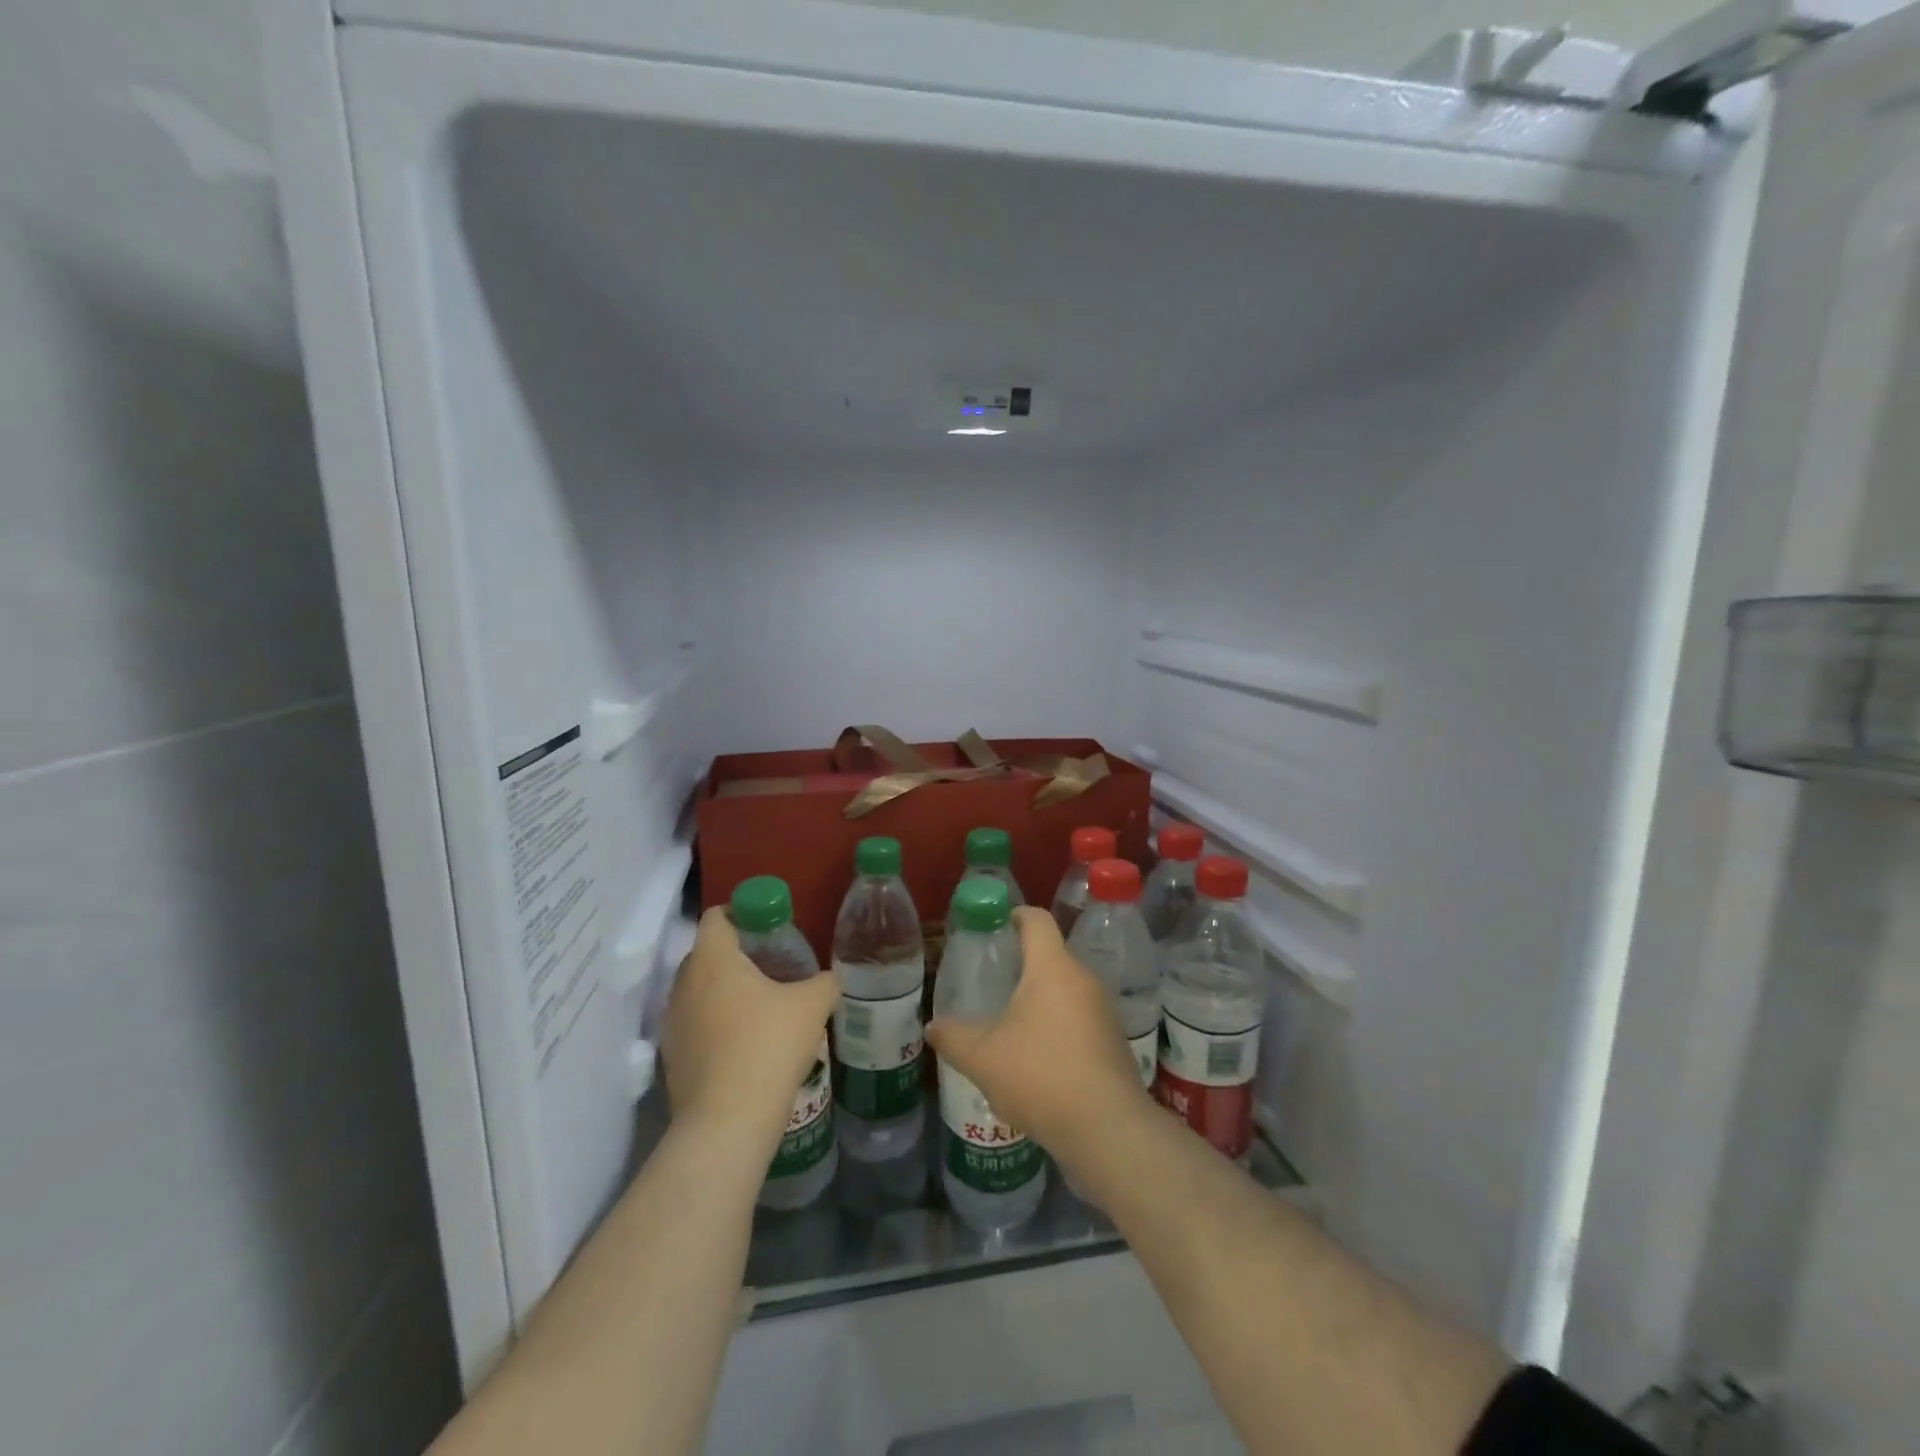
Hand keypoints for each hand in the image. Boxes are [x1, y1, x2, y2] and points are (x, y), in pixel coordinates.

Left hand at [663, 909, 838, 1152]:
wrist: (727, 1122)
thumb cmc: (768, 1046)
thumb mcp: (813, 1005)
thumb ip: (824, 981)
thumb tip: (827, 979)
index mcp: (713, 959)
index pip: (716, 916)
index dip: (742, 914)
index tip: (769, 928)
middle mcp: (684, 983)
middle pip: (706, 953)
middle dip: (737, 955)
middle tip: (772, 967)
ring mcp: (673, 1022)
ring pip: (699, 991)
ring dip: (725, 992)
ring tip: (762, 1008)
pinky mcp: (672, 1057)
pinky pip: (695, 1024)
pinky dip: (716, 1024)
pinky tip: (746, 1044)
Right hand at [926, 907, 1147, 1156]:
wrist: (1107, 1130)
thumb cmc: (1040, 1076)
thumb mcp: (982, 1057)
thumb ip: (952, 1037)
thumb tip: (932, 1026)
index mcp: (1053, 968)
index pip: (1037, 920)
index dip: (1014, 915)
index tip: (993, 926)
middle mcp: (1083, 979)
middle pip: (1051, 955)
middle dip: (1021, 964)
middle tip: (991, 982)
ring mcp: (1103, 1011)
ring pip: (1065, 990)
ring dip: (1039, 999)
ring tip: (1009, 1024)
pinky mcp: (1113, 1041)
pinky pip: (1079, 1018)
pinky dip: (1057, 1025)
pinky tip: (1037, 1058)